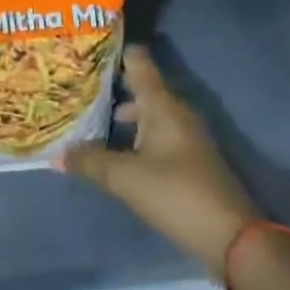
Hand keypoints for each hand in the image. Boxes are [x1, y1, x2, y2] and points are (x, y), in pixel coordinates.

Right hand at [61, 45, 259, 277]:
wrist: (234, 240)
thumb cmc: (177, 194)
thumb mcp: (126, 178)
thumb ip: (90, 162)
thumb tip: (56, 154)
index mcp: (161, 103)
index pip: (137, 60)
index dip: (113, 52)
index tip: (84, 50)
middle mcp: (175, 111)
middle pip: (140, 87)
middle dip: (110, 87)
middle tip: (77, 88)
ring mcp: (186, 135)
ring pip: (148, 113)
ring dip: (122, 115)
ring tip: (90, 122)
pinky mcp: (191, 160)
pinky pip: (157, 135)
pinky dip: (136, 136)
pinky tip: (116, 152)